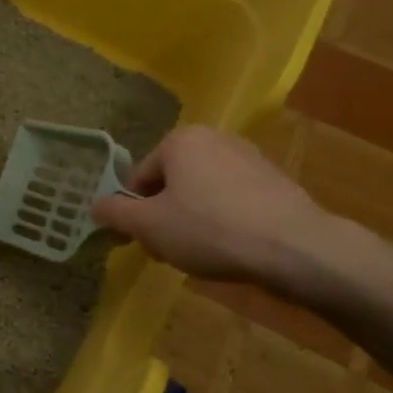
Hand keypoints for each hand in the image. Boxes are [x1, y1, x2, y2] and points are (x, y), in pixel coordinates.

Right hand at [90, 124, 336, 286]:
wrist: (297, 249)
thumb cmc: (210, 230)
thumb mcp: (148, 226)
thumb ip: (115, 213)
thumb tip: (95, 206)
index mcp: (180, 140)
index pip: (139, 178)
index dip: (134, 213)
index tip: (144, 241)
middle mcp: (215, 138)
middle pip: (171, 183)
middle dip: (165, 216)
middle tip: (170, 249)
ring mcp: (251, 158)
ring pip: (202, 193)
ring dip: (193, 220)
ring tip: (202, 253)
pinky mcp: (278, 182)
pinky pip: (233, 202)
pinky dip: (225, 222)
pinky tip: (232, 248)